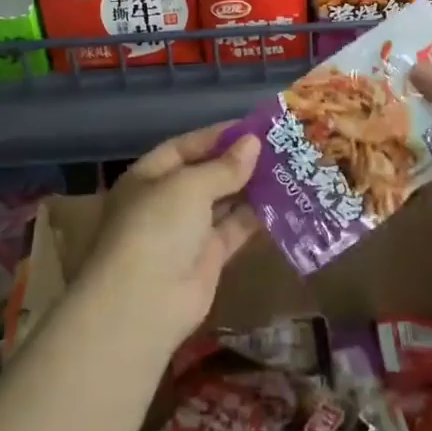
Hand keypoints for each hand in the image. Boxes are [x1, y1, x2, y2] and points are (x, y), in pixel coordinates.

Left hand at [85, 123, 262, 348]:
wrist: (144, 302)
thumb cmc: (158, 228)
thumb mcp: (189, 186)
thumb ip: (224, 166)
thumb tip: (254, 143)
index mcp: (148, 177)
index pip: (184, 147)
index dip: (217, 136)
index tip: (253, 127)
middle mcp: (165, 201)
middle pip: (205, 174)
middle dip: (238, 161)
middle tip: (279, 146)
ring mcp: (186, 232)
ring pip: (223, 202)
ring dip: (251, 187)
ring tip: (287, 168)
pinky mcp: (208, 258)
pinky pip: (234, 229)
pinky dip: (255, 217)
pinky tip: (283, 201)